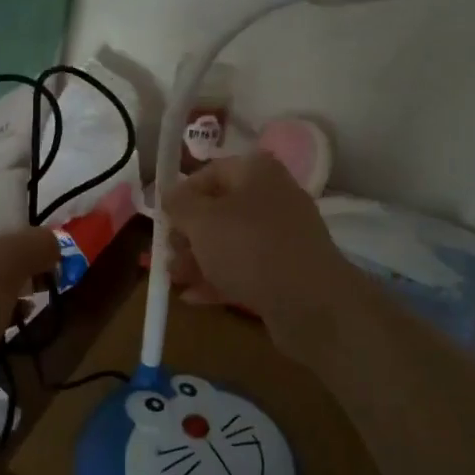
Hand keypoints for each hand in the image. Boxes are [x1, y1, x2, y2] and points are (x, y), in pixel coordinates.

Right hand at [163, 153, 353, 355]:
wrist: (311, 302)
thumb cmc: (249, 247)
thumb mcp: (202, 221)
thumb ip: (179, 203)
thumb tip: (170, 193)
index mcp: (257, 172)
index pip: (210, 172)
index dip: (182, 194)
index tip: (163, 219)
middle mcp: (273, 196)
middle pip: (220, 209)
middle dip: (188, 234)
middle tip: (166, 254)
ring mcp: (283, 235)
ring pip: (231, 242)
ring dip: (198, 259)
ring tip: (173, 279)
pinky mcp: (287, 270)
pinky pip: (246, 268)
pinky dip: (219, 278)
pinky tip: (191, 298)